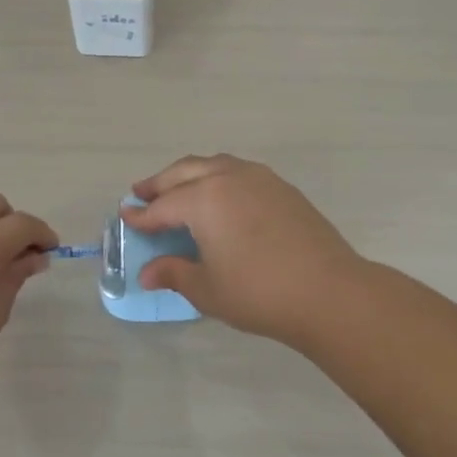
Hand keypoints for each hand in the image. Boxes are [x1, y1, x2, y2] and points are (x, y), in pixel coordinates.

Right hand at [123, 154, 367, 347]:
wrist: (329, 292)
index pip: (163, 206)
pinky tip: (219, 196)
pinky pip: (238, 172)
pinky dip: (218, 177)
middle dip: (160, 183)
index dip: (142, 215)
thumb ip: (174, 274)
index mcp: (204, 199)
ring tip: (177, 187)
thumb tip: (148, 273)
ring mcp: (259, 178)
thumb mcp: (207, 289)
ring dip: (189, 174)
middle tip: (141, 192)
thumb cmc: (259, 292)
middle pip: (184, 172)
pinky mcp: (282, 188)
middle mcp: (228, 178)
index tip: (126, 217)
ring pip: (213, 164)